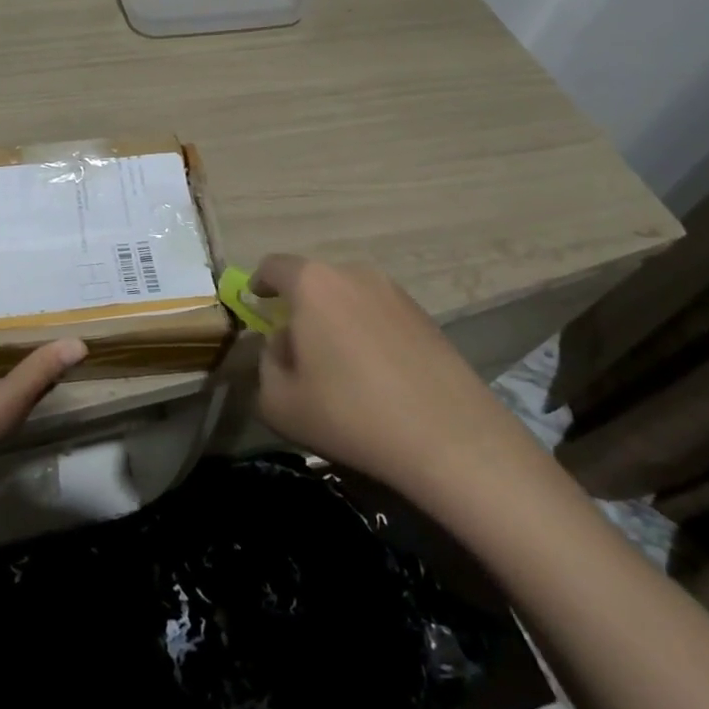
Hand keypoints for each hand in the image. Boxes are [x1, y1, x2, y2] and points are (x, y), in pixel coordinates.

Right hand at [252, 256, 544, 511]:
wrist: (453, 441)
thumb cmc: (351, 414)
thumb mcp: (279, 402)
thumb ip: (266, 365)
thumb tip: (283, 347)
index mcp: (312, 283)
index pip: (273, 266)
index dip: (258, 282)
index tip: (255, 302)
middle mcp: (354, 274)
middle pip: (313, 282)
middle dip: (299, 308)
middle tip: (296, 348)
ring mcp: (396, 293)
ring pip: (349, 298)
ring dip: (335, 321)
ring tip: (339, 366)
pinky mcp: (427, 318)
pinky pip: (380, 315)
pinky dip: (368, 334)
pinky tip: (376, 376)